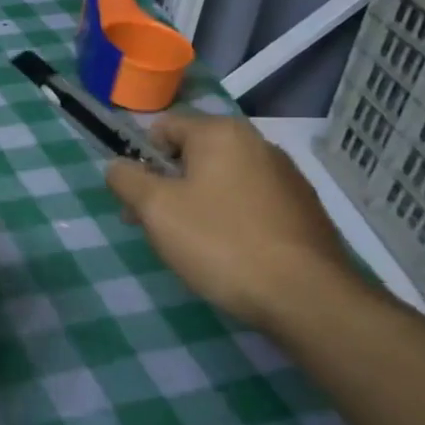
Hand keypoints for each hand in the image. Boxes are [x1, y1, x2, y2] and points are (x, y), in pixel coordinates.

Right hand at [105, 114, 363, 335]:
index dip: (140, 160)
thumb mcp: (155, 209)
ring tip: (191, 246)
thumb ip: (126, 179)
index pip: (163, 128)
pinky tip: (228, 253)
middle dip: (166, 186)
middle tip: (154, 228)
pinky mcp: (303, 209)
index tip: (135, 201)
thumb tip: (117, 166)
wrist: (306, 296)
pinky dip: (229, 218)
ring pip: (221, 180)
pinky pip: (249, 203)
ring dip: (196, 203)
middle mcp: (257, 143)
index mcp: (221, 133)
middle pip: (192, 155)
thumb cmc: (220, 242)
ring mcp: (286, 177)